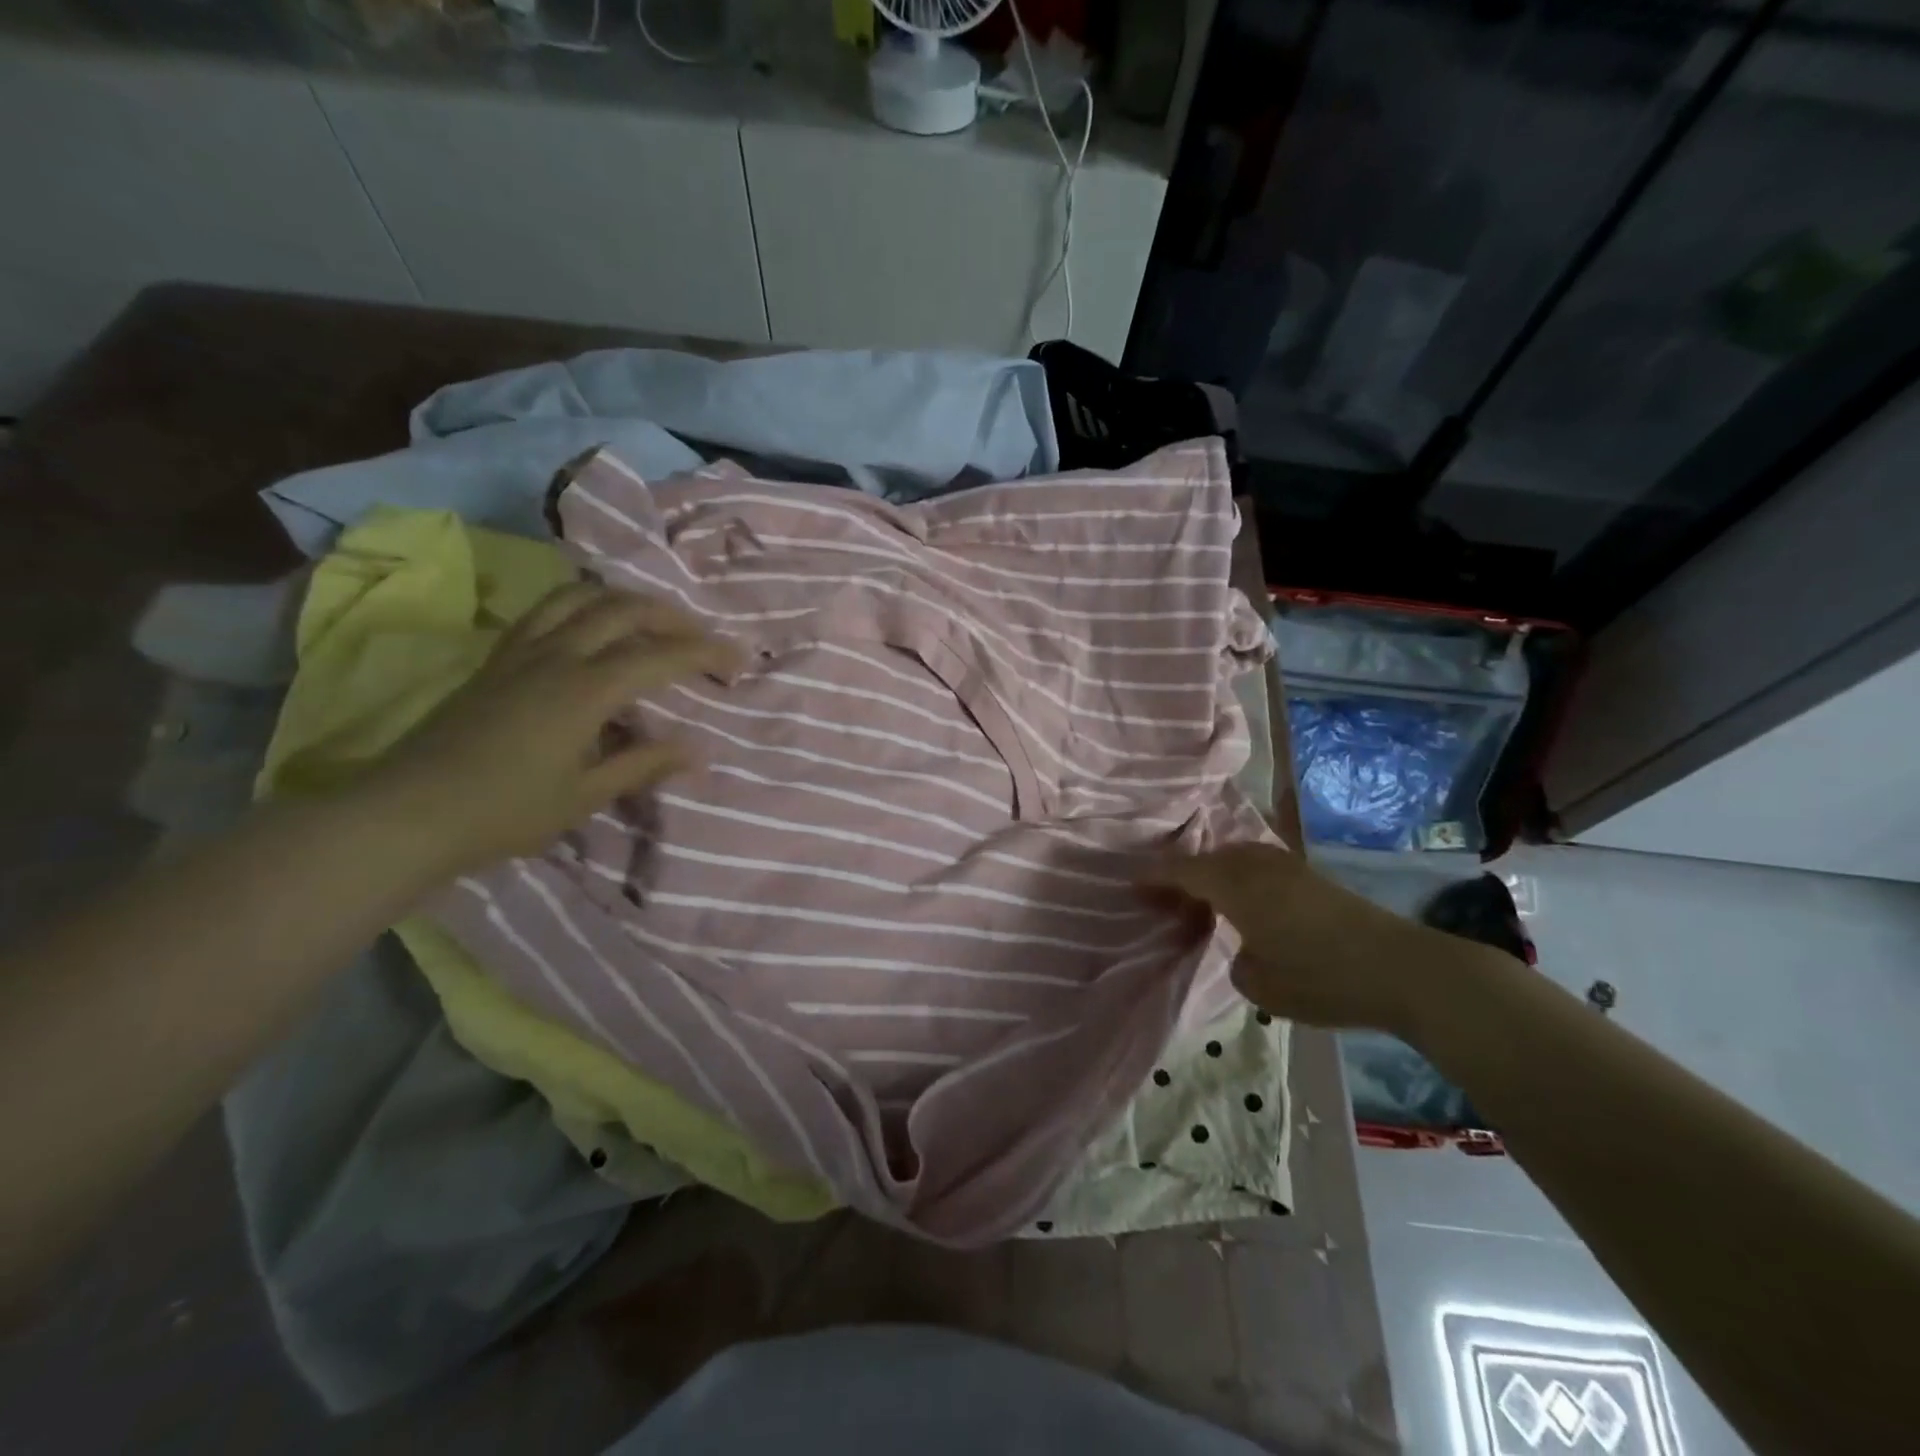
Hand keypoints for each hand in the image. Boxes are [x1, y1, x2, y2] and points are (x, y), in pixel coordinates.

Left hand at [354, 581, 738, 879]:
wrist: (408, 812)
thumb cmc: (505, 811)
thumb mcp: (585, 795)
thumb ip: (643, 764)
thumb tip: (697, 749)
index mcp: (584, 690)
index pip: (659, 656)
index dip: (704, 653)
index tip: (738, 659)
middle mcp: (556, 656)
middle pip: (623, 609)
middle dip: (671, 616)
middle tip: (701, 636)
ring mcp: (521, 650)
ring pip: (581, 597)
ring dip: (625, 600)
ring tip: (652, 619)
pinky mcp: (497, 657)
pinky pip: (546, 609)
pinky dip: (583, 603)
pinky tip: (593, 624)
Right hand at [1143, 844, 1495, 1036]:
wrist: (1402, 969)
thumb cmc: (1323, 978)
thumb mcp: (1262, 986)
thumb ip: (1237, 962)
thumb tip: (1244, 950)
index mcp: (1235, 886)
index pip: (1182, 871)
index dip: (1154, 877)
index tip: (1131, 885)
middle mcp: (1256, 865)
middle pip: (1207, 859)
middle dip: (1181, 874)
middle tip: (1163, 899)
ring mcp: (1286, 866)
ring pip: (1234, 857)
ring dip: (1212, 872)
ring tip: (1199, 897)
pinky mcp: (1310, 876)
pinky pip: (1257, 864)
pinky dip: (1238, 875)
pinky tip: (1242, 898)